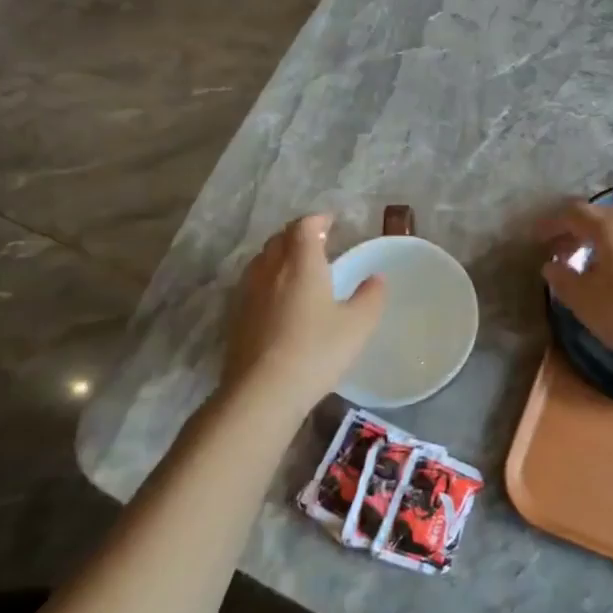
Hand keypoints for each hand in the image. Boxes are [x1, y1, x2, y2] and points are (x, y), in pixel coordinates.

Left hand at [220, 215, 384, 409]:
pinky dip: (267, 280)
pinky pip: (252, 284)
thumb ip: (370, 297)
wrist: (261, 392)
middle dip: (297, 235)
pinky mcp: (236, 317)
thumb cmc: (316, 351)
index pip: (304, 226)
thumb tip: (376, 278)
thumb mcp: (357, 325)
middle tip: (317, 242)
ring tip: (297, 267)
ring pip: (262, 261)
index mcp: (302, 264)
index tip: (331, 222)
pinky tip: (278, 300)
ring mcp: (248, 294)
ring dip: (279, 255)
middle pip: (279, 239)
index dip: (317, 220)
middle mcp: (271, 270)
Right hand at [539, 202, 612, 376]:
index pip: (574, 213)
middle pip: (601, 218)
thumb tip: (551, 266)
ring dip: (600, 245)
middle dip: (576, 233)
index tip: (537, 238)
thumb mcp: (589, 305)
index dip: (552, 223)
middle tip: (560, 254)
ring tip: (588, 270)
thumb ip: (564, 281)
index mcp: (612, 230)